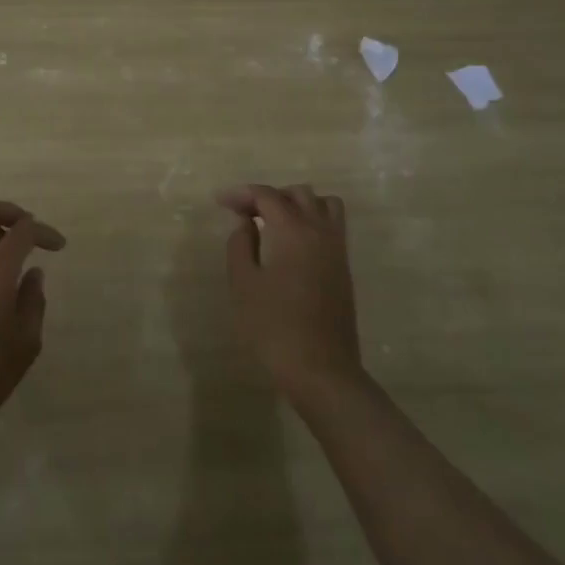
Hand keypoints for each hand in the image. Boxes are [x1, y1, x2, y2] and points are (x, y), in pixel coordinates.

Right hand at [219, 184, 362, 401]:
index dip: (241, 194)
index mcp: (293, 230)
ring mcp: (337, 250)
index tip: (220, 202)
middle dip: (269, 196)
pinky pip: (332, 226)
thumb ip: (240, 244)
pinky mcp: (344, 269)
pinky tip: (292, 244)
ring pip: (323, 205)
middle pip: (298, 193)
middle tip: (245, 213)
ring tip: (273, 222)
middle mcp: (320, 231)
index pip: (267, 195)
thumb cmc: (274, 327)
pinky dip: (312, 221)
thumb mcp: (243, 284)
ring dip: (297, 204)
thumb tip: (245, 223)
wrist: (321, 371)